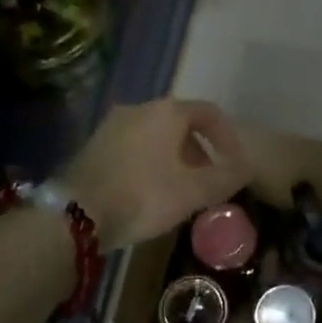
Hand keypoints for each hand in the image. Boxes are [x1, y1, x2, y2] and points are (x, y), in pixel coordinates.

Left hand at [63, 99, 250, 249]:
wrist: (76, 214)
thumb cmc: (144, 196)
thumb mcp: (194, 192)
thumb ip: (226, 178)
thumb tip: (245, 168)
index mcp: (167, 112)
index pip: (209, 113)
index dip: (228, 137)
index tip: (235, 163)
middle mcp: (139, 108)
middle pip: (180, 123)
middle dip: (200, 150)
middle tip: (208, 179)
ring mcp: (111, 125)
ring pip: (155, 135)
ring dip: (174, 157)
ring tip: (180, 188)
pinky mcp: (93, 145)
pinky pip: (133, 146)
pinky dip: (149, 161)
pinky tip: (149, 190)